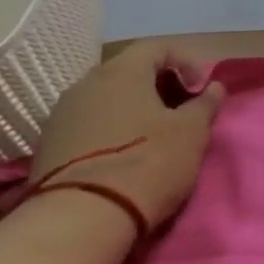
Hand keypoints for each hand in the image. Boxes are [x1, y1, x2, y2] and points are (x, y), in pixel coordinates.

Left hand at [30, 43, 226, 230]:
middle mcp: (85, 84)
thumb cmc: (148, 162)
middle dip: (161, 84)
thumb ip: (205, 104)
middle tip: (182, 110)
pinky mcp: (49, 143)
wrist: (82, 217)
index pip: (157, 47)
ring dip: (135, 107)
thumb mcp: (192, 132)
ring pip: (107, 97)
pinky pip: (89, 121)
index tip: (201, 88)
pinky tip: (126, 152)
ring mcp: (61, 114)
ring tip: (155, 134)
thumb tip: (213, 87)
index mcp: (121, 73)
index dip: (186, 61)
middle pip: (129, 70)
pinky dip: (113, 126)